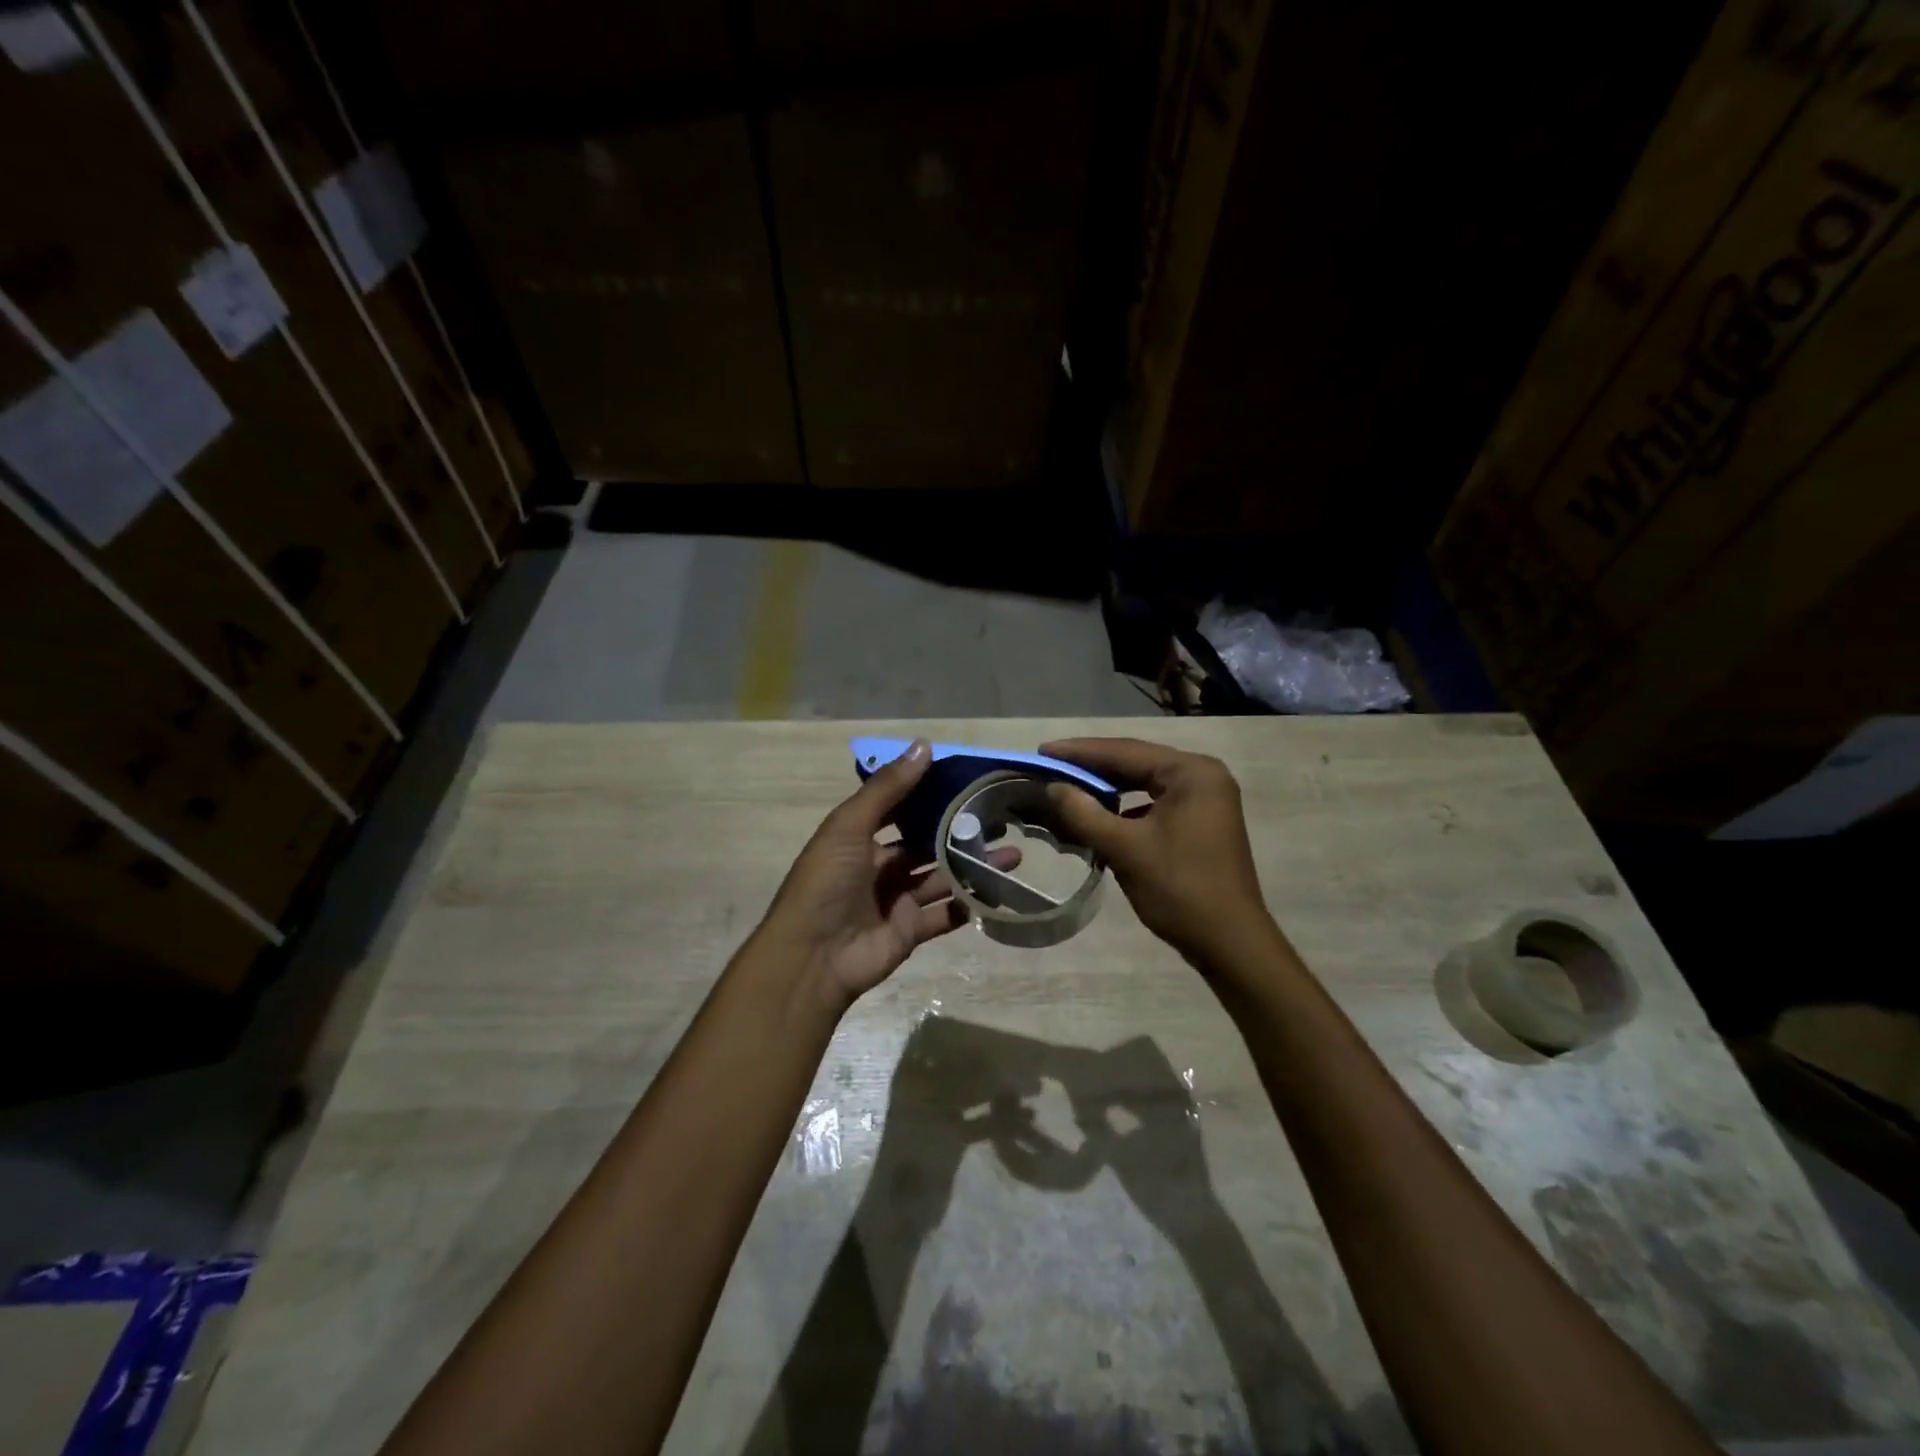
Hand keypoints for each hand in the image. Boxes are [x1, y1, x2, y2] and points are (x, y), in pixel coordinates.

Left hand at [758, 739, 1012, 1009]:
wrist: (812, 958)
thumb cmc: (826, 884)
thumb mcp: (849, 827)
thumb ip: (888, 789)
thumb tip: (924, 745)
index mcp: (859, 838)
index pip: (900, 809)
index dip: (929, 794)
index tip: (967, 780)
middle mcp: (879, 866)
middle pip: (927, 844)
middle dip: (960, 832)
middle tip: (1001, 818)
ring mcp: (896, 900)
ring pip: (942, 877)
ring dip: (974, 866)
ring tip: (1014, 853)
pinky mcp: (911, 930)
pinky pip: (945, 914)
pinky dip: (969, 904)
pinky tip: (998, 890)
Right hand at [1042, 737, 1273, 968]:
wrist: (1229, 943)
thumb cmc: (1179, 888)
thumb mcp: (1124, 848)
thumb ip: (1084, 812)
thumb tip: (1052, 788)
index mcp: (1191, 773)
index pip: (1125, 751)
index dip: (1079, 751)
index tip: (1042, 752)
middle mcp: (1203, 776)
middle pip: (1136, 763)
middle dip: (1091, 768)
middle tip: (1049, 768)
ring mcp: (1205, 800)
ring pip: (1143, 784)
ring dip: (1106, 789)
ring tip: (1067, 789)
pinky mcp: (1200, 823)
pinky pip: (1153, 804)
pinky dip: (1124, 809)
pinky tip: (1097, 817)